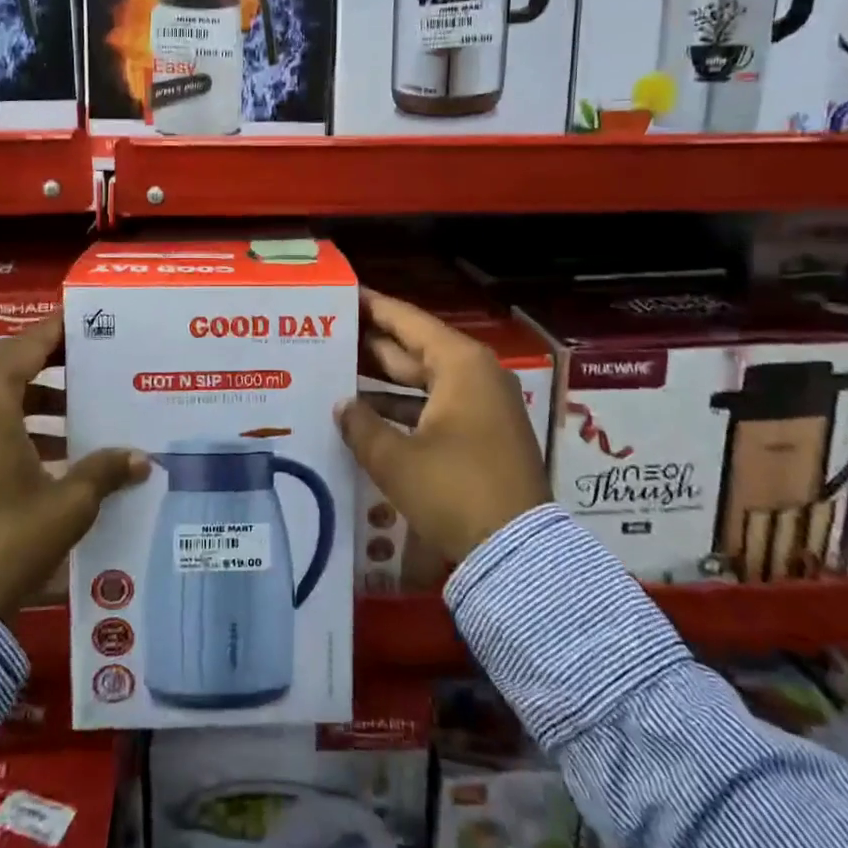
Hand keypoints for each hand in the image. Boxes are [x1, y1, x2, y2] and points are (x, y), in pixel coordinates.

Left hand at [0, 314, 148, 622]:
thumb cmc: (7, 539)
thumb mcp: (67, 504)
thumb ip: (104, 470)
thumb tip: (142, 459)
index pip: (26, 346)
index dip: (57, 331)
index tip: (86, 320)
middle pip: (4, 363)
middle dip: (46, 360)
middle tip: (88, 359)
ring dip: (31, 395)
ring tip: (76, 409)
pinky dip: (9, 421)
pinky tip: (48, 448)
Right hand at [336, 289, 550, 566]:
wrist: (519, 553)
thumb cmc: (455, 491)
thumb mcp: (397, 459)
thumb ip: (362, 426)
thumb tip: (342, 406)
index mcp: (460, 364)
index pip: (407, 321)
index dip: (372, 307)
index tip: (341, 294)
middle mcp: (475, 375)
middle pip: (414, 348)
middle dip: (372, 344)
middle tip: (328, 333)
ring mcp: (483, 405)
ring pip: (423, 379)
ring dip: (384, 380)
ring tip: (337, 370)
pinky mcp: (483, 434)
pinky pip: (435, 405)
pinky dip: (404, 407)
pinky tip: (367, 414)